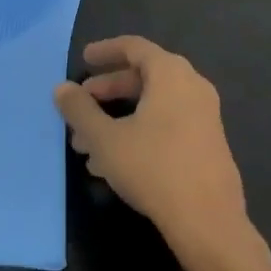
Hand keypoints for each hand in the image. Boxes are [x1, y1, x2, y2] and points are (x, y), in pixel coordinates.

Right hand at [55, 36, 254, 270]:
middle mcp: (192, 87)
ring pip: (152, 106)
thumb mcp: (106, 139)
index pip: (134, 47)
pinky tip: (111, 165)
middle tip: (80, 106)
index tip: (84, 59)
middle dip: (107, 92)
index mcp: (171, 74)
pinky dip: (138, 133)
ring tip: (86, 146)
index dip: (106, 51)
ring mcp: (204, 117)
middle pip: (143, 78)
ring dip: (118, 118)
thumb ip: (80, 110)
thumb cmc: (154, 168)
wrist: (209, 222)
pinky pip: (167, 125)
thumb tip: (61, 88)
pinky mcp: (207, 144)